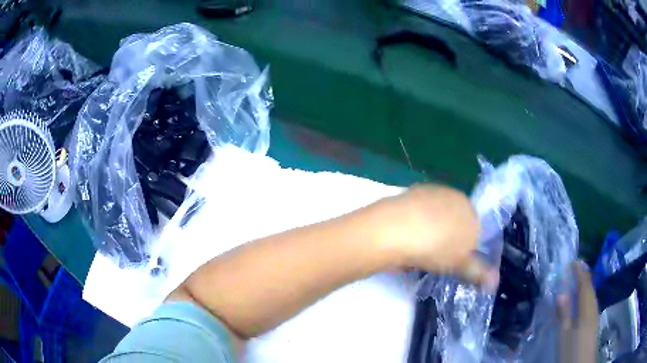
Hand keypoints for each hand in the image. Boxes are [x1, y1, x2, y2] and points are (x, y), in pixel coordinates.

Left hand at [368, 185, 497, 288]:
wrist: (395, 229)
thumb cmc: (436, 247)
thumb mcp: (461, 264)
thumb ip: (480, 272)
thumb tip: (494, 283)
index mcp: (470, 208)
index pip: (475, 227)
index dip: (466, 246)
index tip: (454, 260)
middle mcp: (451, 194)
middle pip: (455, 220)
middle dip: (448, 239)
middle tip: (436, 258)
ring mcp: (428, 192)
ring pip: (435, 217)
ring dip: (430, 232)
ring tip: (419, 250)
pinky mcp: (406, 195)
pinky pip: (416, 215)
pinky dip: (414, 226)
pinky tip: (405, 239)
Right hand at [558, 261, 597, 362]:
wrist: (583, 362)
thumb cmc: (573, 349)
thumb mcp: (564, 335)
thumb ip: (564, 314)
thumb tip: (561, 293)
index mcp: (586, 308)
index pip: (584, 284)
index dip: (579, 272)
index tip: (573, 261)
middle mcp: (593, 306)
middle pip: (590, 287)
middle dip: (583, 276)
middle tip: (575, 268)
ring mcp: (595, 313)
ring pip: (592, 293)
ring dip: (586, 284)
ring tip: (579, 280)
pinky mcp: (594, 320)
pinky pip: (592, 301)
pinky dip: (587, 294)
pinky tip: (584, 299)